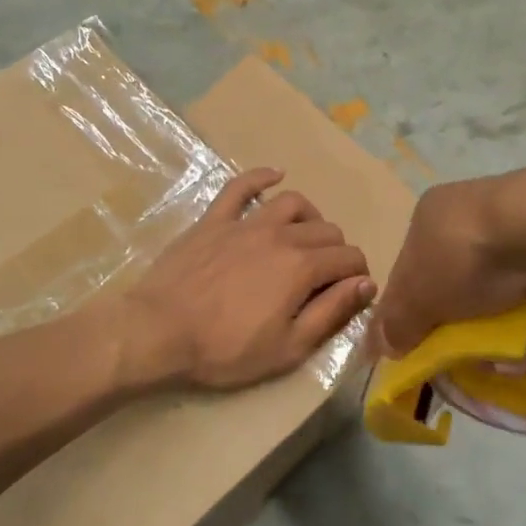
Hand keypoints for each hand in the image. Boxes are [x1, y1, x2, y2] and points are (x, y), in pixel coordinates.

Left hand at [120, 168, 374, 390]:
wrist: (159, 332)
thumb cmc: (226, 349)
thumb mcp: (289, 347)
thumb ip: (332, 312)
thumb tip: (366, 284)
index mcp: (302, 267)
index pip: (349, 258)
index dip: (359, 275)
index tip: (352, 293)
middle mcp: (281, 235)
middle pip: (327, 230)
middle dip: (337, 252)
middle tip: (326, 278)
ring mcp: (245, 222)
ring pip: (293, 203)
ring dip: (310, 218)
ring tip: (306, 238)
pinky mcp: (214, 220)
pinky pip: (241, 186)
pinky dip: (261, 177)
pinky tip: (274, 175)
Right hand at [371, 168, 525, 356]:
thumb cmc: (463, 259)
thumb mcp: (415, 298)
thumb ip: (395, 324)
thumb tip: (381, 346)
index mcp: (430, 217)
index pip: (410, 270)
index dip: (412, 311)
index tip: (422, 347)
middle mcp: (469, 218)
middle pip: (455, 291)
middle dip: (462, 333)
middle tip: (470, 359)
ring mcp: (515, 234)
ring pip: (497, 302)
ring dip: (500, 342)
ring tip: (510, 364)